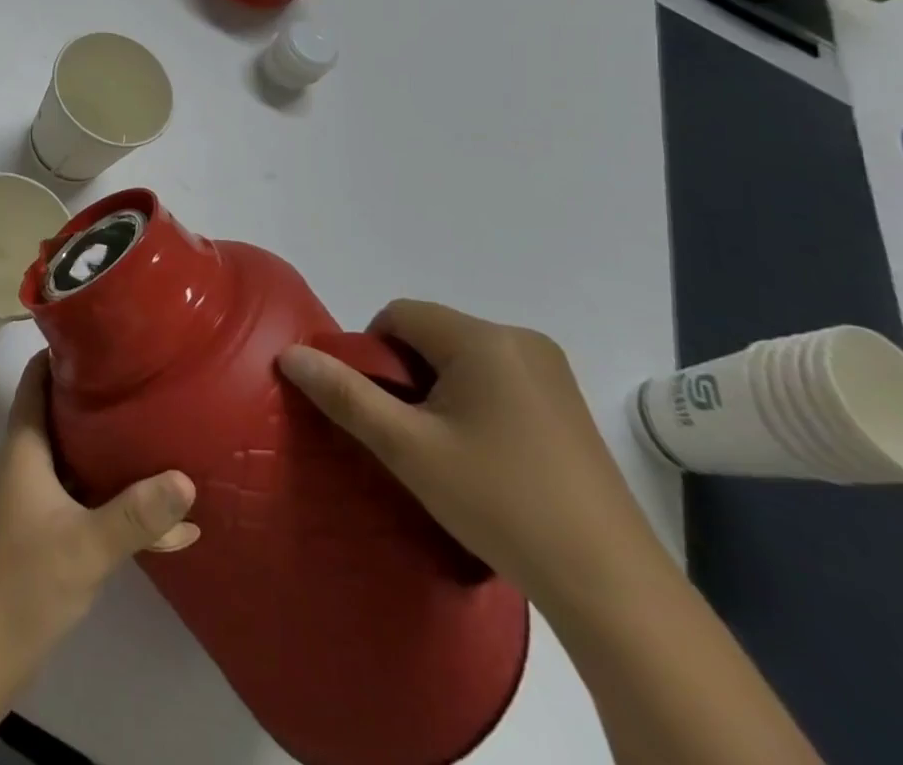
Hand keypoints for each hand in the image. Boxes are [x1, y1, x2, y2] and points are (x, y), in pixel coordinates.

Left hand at [0, 352, 198, 655]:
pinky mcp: (47, 527)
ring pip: (76, 453)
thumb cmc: (26, 580)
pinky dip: (116, 497)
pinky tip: (166, 518)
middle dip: (98, 395)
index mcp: (25, 445)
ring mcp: (36, 495)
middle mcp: (27, 460)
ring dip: (112, 446)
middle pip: (60, 409)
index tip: (103, 337)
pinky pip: (86, 495)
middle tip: (143, 380)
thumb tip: (186, 478)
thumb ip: (137, 514)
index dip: (61, 352)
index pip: (35, 378)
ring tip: (160, 432)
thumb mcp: (88, 544)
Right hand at [278, 300, 667, 610]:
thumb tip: (289, 354)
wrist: (612, 588)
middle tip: (405, 435)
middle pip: (430, 334)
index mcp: (483, 338)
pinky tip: (480, 458)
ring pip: (460, 359)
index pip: (399, 314)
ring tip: (441, 451)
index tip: (376, 408)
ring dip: (436, 391)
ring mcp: (550, 373)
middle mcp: (520, 339)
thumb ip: (344, 394)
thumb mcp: (407, 448)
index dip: (372, 353)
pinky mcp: (566, 405)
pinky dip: (470, 403)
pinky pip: (494, 380)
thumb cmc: (500, 503)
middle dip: (405, 375)